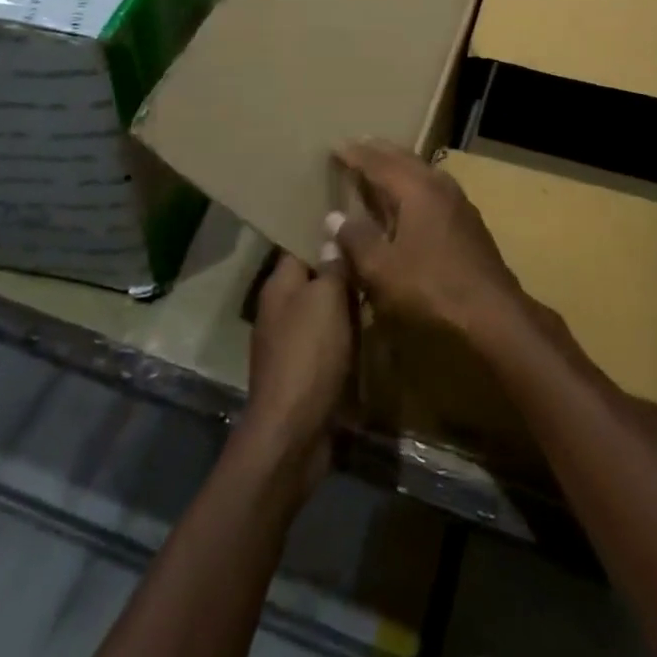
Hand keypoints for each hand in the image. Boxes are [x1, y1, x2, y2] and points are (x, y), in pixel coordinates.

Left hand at [240, 255, 354, 494]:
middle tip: (377, 259)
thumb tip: (332, 231)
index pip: (301, 246)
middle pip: (313, 280)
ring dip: (345, 308)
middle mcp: (278, 310)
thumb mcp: (326, 298)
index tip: (356, 223)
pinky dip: (344, 339)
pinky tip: (367, 336)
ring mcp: (287, 344)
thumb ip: (331, 265)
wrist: (291, 433)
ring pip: (322, 313)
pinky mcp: (301, 374)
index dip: (326, 235)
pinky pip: (326, 344)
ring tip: (378, 293)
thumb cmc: (309, 354)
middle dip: (341, 273)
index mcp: (279, 286)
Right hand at [330, 139, 525, 342]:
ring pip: (421, 171)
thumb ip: (356, 239)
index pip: (378, 162)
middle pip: (403, 158)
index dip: (355, 154)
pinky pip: (431, 187)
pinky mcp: (467, 220)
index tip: (335, 145)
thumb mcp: (382, 269)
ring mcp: (457, 200)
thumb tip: (334, 216)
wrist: (493, 313)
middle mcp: (438, 184)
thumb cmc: (431, 288)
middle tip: (357, 145)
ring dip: (397, 165)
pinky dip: (412, 183)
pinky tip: (408, 198)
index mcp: (416, 187)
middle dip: (378, 151)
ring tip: (379, 166)